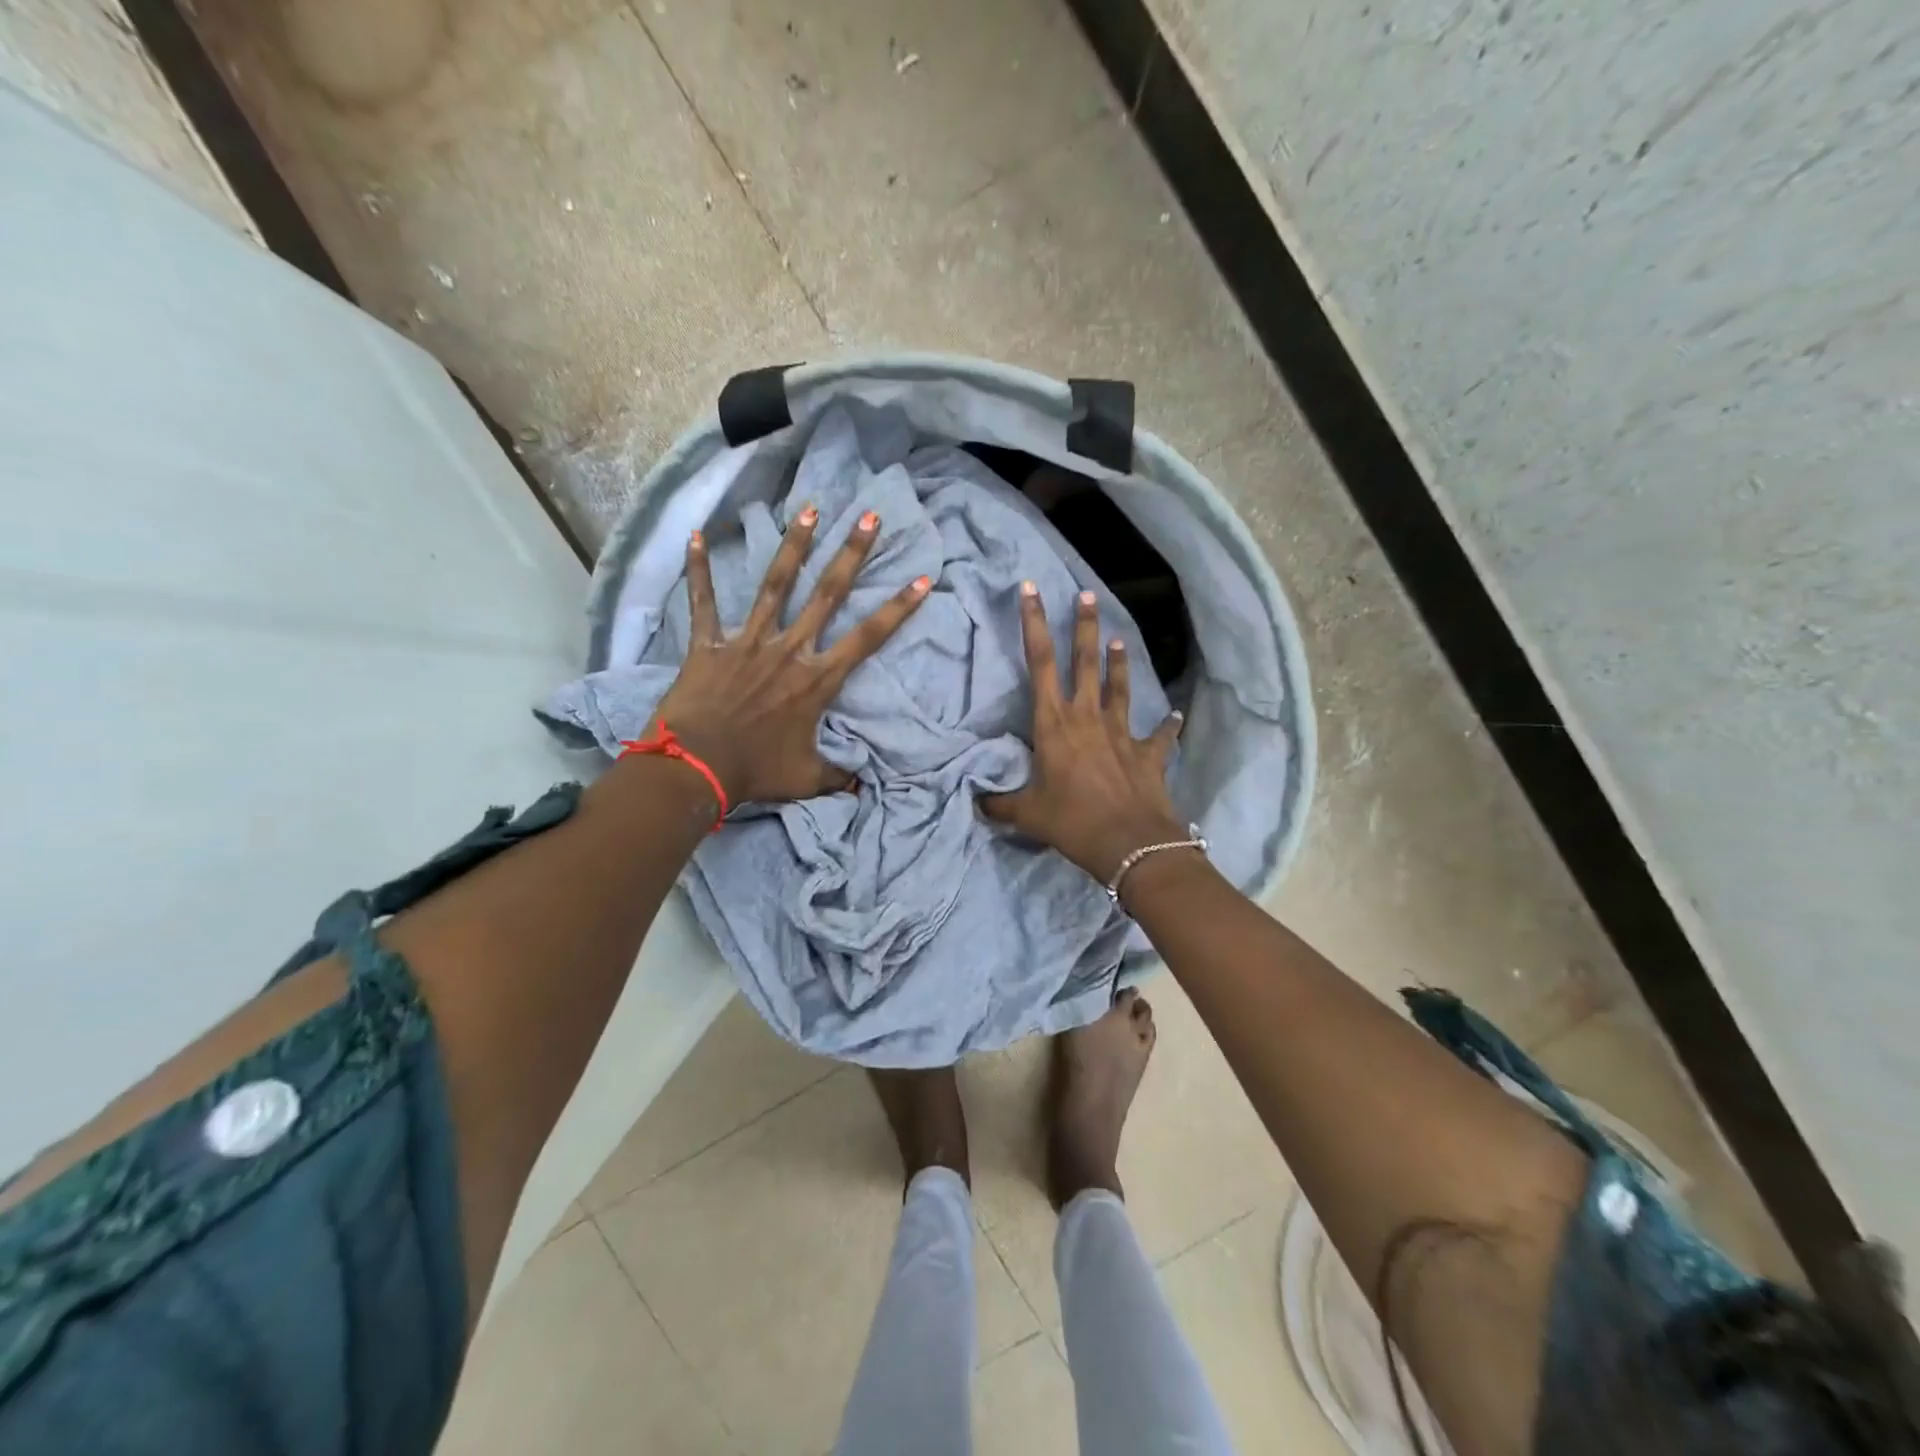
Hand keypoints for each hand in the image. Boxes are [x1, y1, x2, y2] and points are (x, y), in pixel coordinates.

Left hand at [652, 507, 928, 804]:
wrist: (697, 768)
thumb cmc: (756, 772)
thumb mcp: (807, 779)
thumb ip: (837, 776)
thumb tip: (862, 786)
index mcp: (817, 680)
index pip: (868, 638)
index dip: (898, 609)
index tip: (922, 580)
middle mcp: (789, 650)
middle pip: (827, 594)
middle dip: (851, 554)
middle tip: (869, 517)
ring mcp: (748, 642)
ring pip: (776, 585)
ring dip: (794, 546)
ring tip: (810, 509)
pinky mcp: (710, 644)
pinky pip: (703, 603)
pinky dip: (698, 570)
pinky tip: (695, 535)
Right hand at [980, 582, 1185, 882]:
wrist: (1131, 844)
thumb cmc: (1072, 822)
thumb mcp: (1027, 814)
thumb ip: (999, 803)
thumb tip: (975, 801)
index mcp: (1054, 724)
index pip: (1039, 663)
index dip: (1033, 623)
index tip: (1031, 589)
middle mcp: (1088, 717)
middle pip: (1084, 662)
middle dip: (1083, 627)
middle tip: (1086, 595)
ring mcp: (1121, 732)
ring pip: (1119, 688)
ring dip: (1119, 663)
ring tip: (1120, 638)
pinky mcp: (1148, 753)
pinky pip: (1160, 735)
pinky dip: (1168, 726)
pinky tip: (1177, 716)